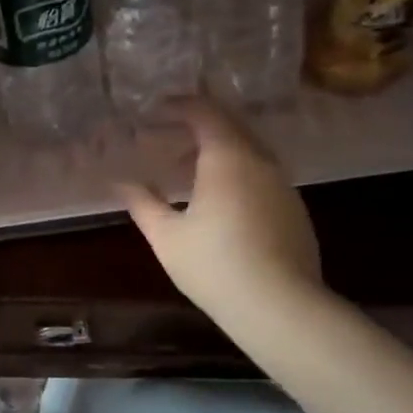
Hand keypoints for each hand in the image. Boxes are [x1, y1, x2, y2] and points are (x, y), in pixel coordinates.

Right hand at [113, 101, 322, 323]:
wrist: (280, 307)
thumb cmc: (214, 265)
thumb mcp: (166, 235)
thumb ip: (142, 202)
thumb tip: (119, 182)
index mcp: (227, 158)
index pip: (204, 112)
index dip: (178, 106)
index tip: (153, 111)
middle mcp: (260, 161)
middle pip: (229, 126)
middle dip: (195, 126)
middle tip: (163, 138)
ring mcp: (283, 185)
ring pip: (247, 151)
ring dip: (215, 151)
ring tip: (183, 172)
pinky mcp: (294, 209)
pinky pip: (260, 174)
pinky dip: (234, 172)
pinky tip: (216, 201)